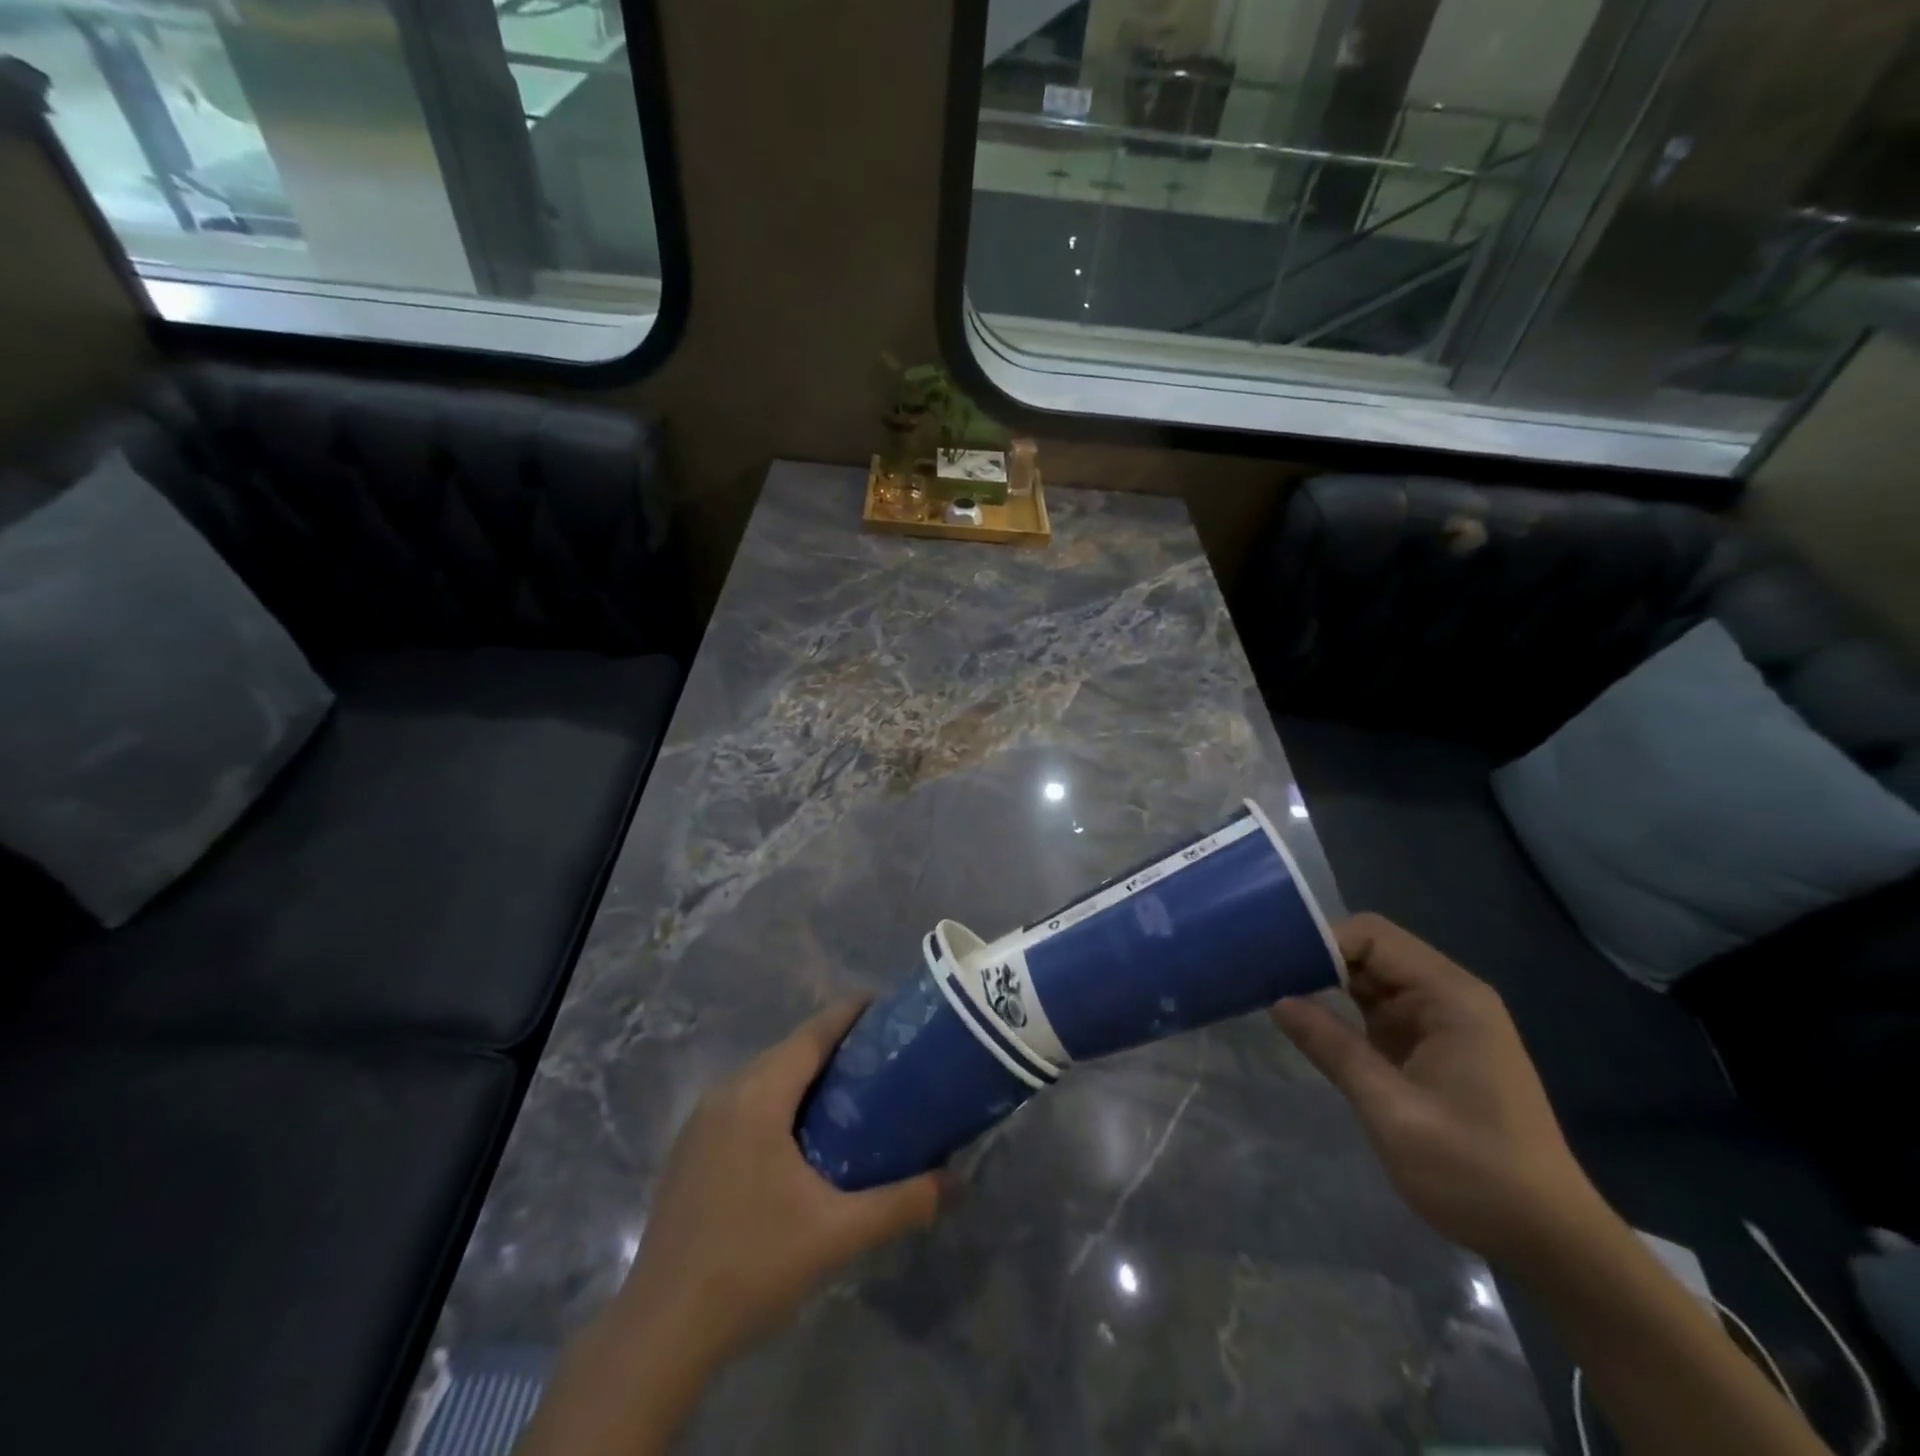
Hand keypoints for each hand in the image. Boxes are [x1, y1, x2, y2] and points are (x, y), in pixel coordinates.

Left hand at [612, 1000, 948, 1373]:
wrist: (659, 1334)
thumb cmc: (751, 1266)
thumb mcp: (837, 1234)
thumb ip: (902, 1203)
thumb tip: (957, 1182)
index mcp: (758, 1095)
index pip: (813, 1033)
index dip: (851, 1013)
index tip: (889, 1006)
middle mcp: (726, 1093)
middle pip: (790, 1050)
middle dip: (836, 1044)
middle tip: (885, 1055)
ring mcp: (702, 1121)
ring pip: (766, 1076)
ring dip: (807, 1074)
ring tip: (854, 1090)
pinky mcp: (692, 1149)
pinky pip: (746, 1101)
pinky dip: (781, 1099)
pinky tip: (803, 1134)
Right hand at [1272, 913, 1600, 1264]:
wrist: (1549, 1242)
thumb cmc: (1475, 1171)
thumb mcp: (1392, 1110)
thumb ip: (1333, 1048)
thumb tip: (1277, 1000)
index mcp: (1450, 997)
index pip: (1372, 937)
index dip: (1322, 941)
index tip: (1274, 965)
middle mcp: (1447, 997)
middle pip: (1369, 951)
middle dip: (1316, 959)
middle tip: (1262, 975)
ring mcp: (1438, 1022)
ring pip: (1368, 979)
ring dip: (1323, 984)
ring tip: (1271, 991)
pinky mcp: (1428, 1047)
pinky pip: (1375, 1010)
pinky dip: (1339, 1011)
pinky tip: (1305, 1022)